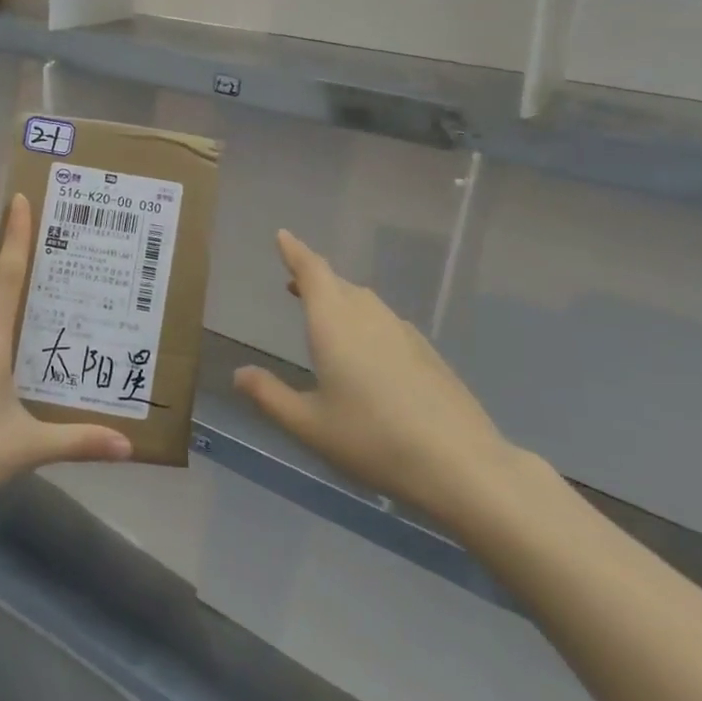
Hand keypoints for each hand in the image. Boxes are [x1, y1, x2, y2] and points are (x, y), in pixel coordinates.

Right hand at [234, 230, 520, 535]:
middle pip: (338, 284)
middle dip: (314, 278)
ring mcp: (403, 332)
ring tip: (325, 314)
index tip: (283, 235)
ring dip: (340, 299)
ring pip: (364, 302)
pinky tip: (367, 351)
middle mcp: (368, 316)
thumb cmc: (373, 440)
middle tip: (294, 283)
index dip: (295, 252)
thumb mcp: (309, 426)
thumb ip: (270, 396)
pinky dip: (365, 321)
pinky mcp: (427, 353)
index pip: (312, 271)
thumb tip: (239, 373)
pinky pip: (385, 321)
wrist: (462, 464)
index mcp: (334, 324)